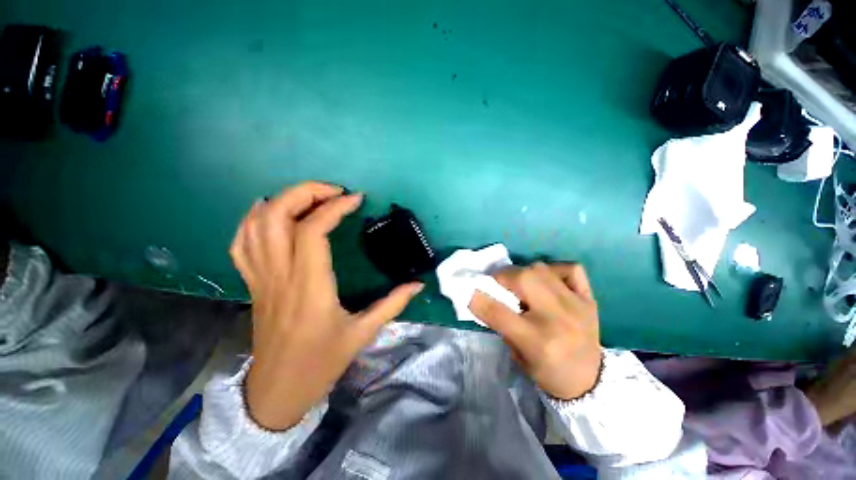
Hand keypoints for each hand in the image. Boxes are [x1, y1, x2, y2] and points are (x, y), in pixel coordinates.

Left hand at [230, 182, 423, 429]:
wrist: (277, 391)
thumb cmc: (321, 363)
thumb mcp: (363, 333)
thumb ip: (393, 304)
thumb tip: (418, 284)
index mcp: (310, 287)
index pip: (313, 232)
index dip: (334, 208)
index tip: (355, 199)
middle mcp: (280, 276)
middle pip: (277, 217)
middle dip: (304, 193)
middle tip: (333, 192)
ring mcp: (260, 278)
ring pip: (256, 225)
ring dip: (281, 201)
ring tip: (309, 197)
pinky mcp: (252, 283)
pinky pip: (241, 243)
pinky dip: (253, 219)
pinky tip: (270, 211)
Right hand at [469, 262, 601, 399]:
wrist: (589, 381)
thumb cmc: (547, 372)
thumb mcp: (517, 355)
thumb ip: (500, 324)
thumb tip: (484, 296)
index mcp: (537, 341)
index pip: (498, 312)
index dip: (477, 298)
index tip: (468, 290)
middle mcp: (558, 319)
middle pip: (523, 279)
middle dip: (502, 276)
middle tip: (498, 282)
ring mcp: (576, 305)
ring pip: (541, 269)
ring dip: (523, 272)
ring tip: (520, 283)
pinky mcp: (589, 299)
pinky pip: (570, 269)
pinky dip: (554, 269)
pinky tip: (548, 280)